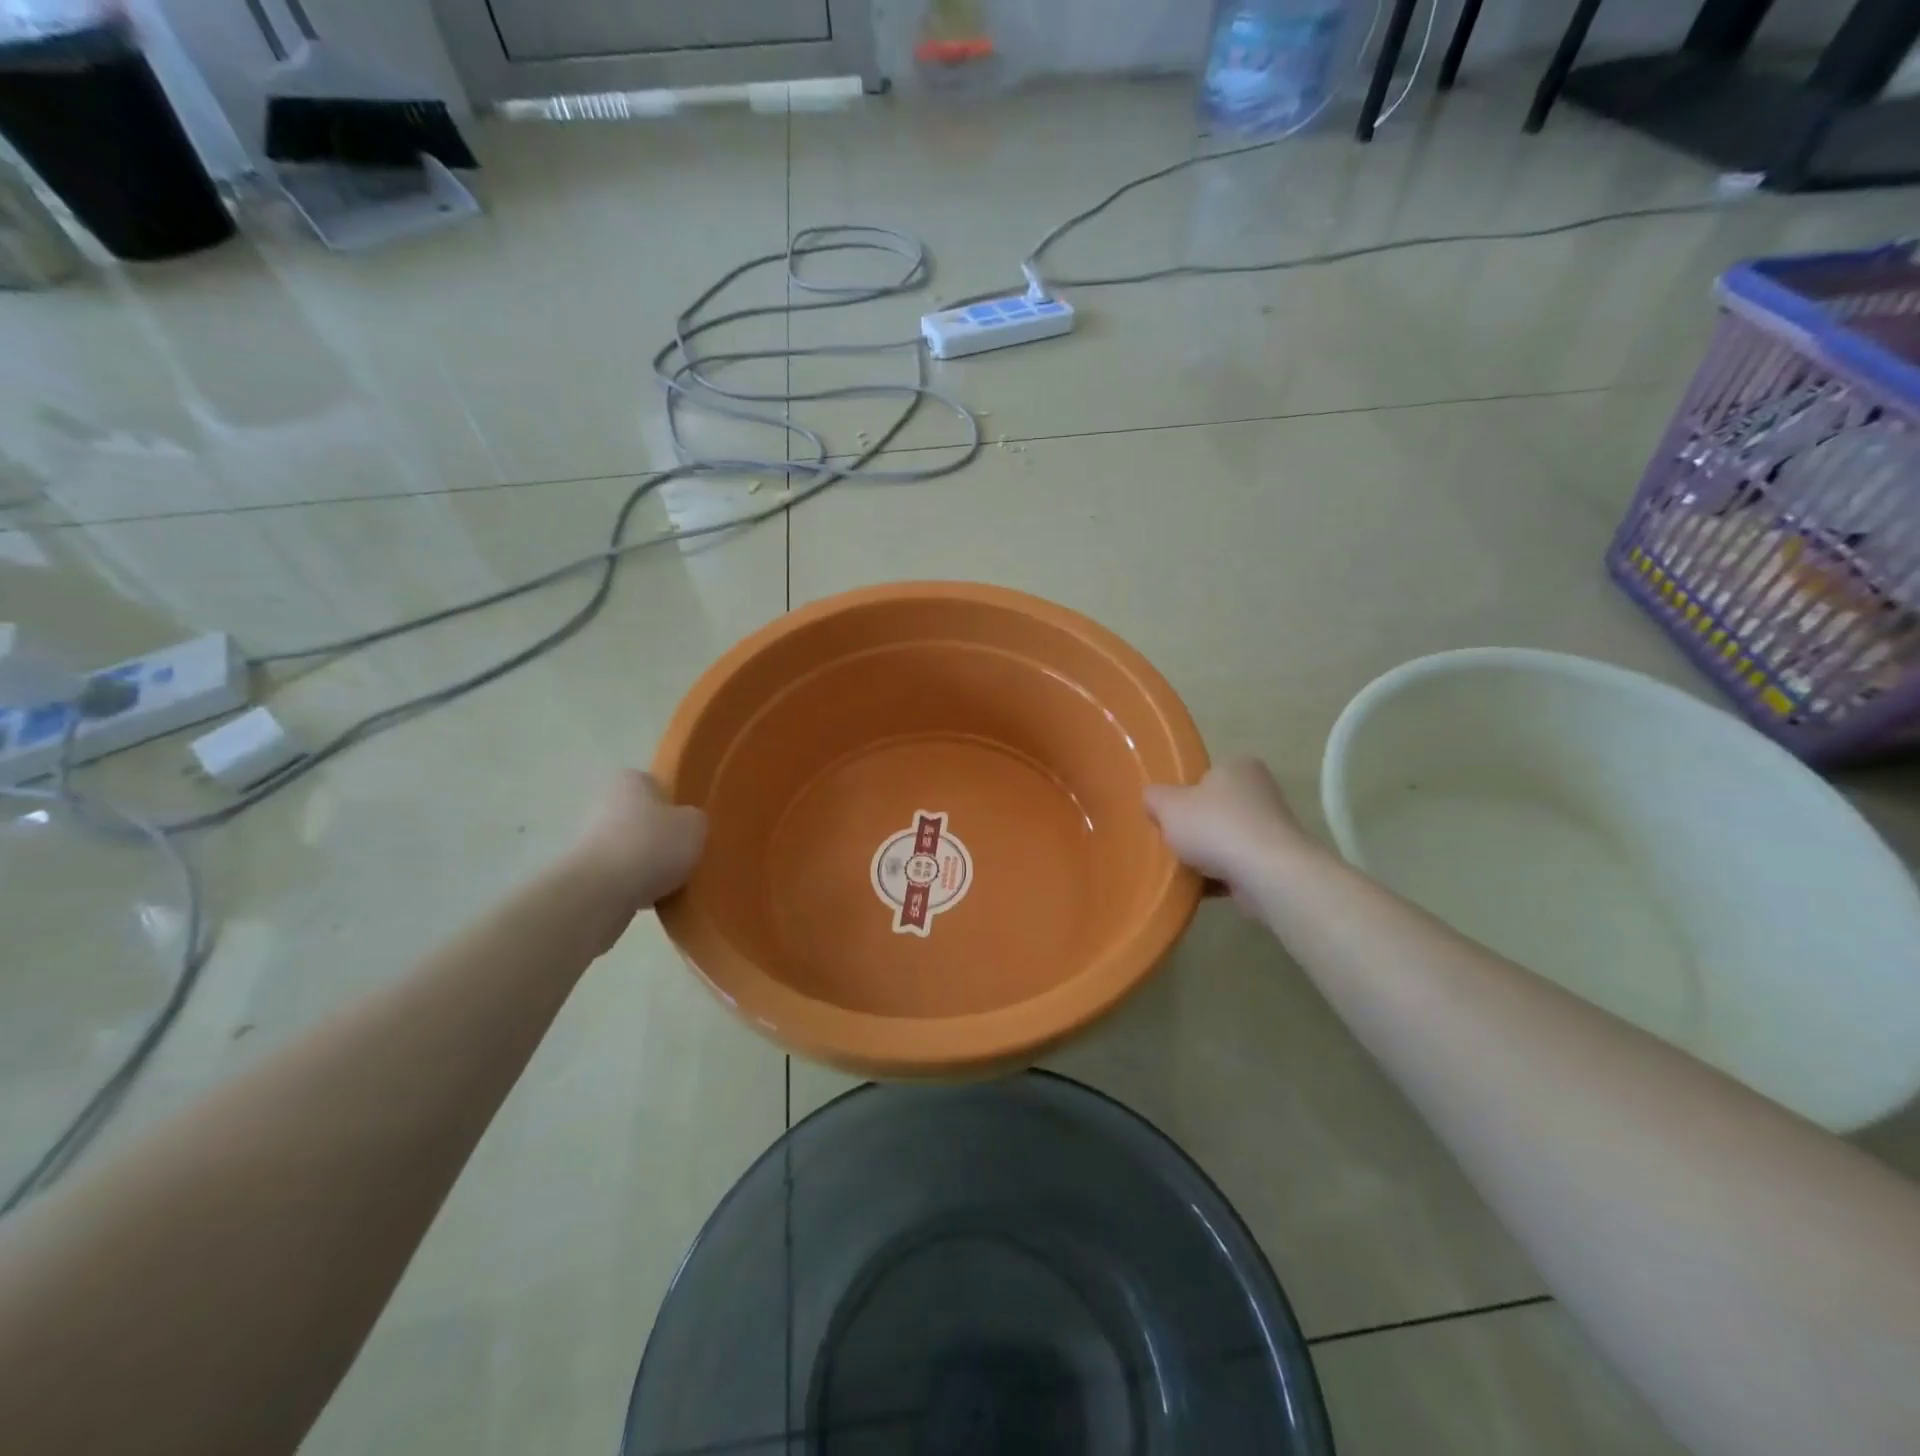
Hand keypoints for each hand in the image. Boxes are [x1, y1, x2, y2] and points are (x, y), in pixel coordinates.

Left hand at [569, 770, 706, 925]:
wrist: (601, 892)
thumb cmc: (652, 845)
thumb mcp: (696, 825)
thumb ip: (695, 819)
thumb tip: (687, 825)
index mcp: (630, 780)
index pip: (657, 786)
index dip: (676, 806)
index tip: (690, 828)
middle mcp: (603, 802)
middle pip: (643, 818)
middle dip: (661, 837)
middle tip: (686, 855)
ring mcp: (588, 838)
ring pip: (632, 848)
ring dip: (648, 863)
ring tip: (673, 882)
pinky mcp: (583, 872)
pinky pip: (620, 875)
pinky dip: (635, 884)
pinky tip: (652, 898)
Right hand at [1144, 758, 1309, 891]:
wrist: (1266, 873)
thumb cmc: (1214, 826)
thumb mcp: (1167, 805)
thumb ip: (1154, 797)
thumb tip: (1153, 799)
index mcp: (1237, 766)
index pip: (1205, 776)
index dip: (1183, 795)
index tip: (1169, 816)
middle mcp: (1260, 790)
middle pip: (1215, 809)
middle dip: (1196, 827)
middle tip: (1172, 842)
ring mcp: (1272, 827)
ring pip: (1227, 839)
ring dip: (1207, 855)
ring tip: (1182, 869)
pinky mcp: (1276, 860)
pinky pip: (1238, 865)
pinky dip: (1220, 875)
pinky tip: (1199, 887)